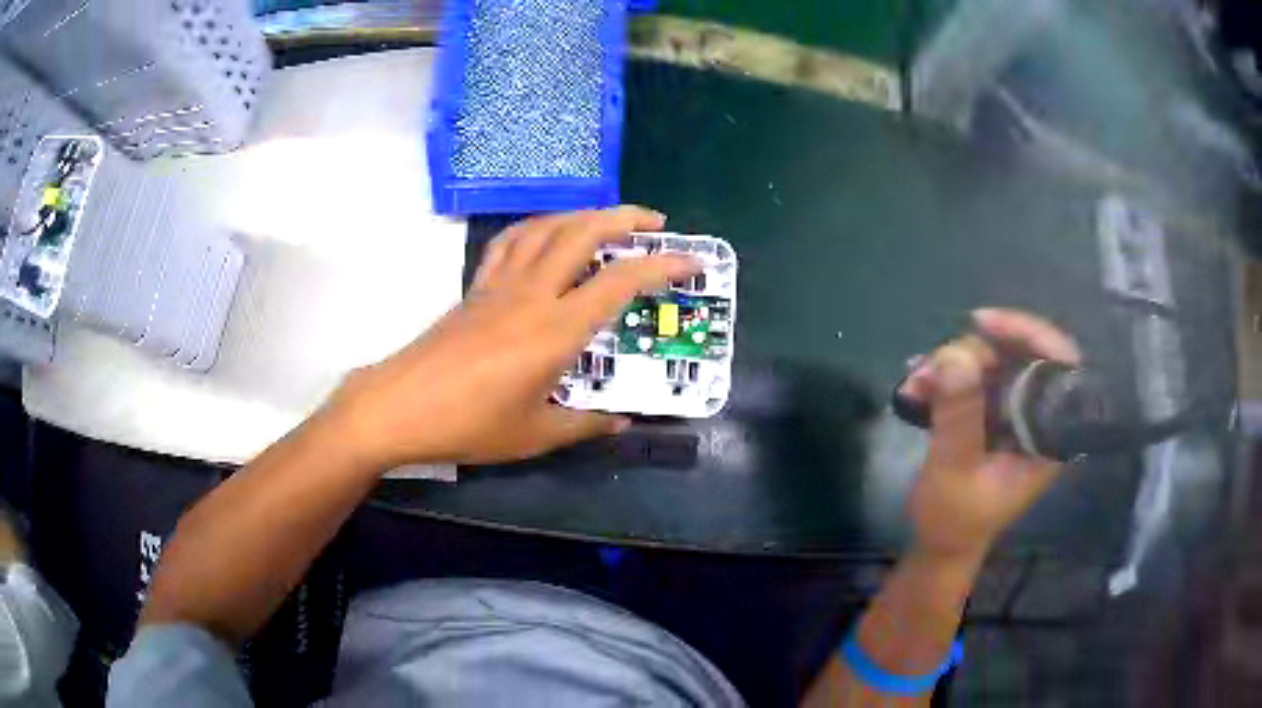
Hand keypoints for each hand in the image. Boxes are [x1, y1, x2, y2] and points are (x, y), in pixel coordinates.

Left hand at [327, 206, 699, 467]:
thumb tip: (621, 422)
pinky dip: (538, 228)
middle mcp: (532, 293)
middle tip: (656, 224)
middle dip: (625, 218)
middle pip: (583, 232)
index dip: (662, 266)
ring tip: (607, 222)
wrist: (401, 405)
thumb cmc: (470, 424)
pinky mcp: (476, 287)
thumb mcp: (535, 434)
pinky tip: (547, 236)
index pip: (620, 282)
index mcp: (555, 329)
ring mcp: (500, 284)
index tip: (692, 261)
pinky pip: (511, 242)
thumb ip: (585, 424)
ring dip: (583, 215)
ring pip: (547, 227)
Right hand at [899, 308, 1082, 562]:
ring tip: (916, 378)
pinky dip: (946, 376)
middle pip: (1021, 356)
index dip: (1030, 333)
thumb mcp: (953, 473)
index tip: (983, 323)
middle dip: (976, 351)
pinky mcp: (992, 416)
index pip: (1059, 365)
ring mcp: (1014, 415)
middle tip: (936, 361)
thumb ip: (960, 417)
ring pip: (994, 363)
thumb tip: (956, 355)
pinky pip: (974, 378)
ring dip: (953, 363)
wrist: (939, 546)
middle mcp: (1037, 418)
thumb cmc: (954, 521)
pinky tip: (916, 383)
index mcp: (1048, 436)